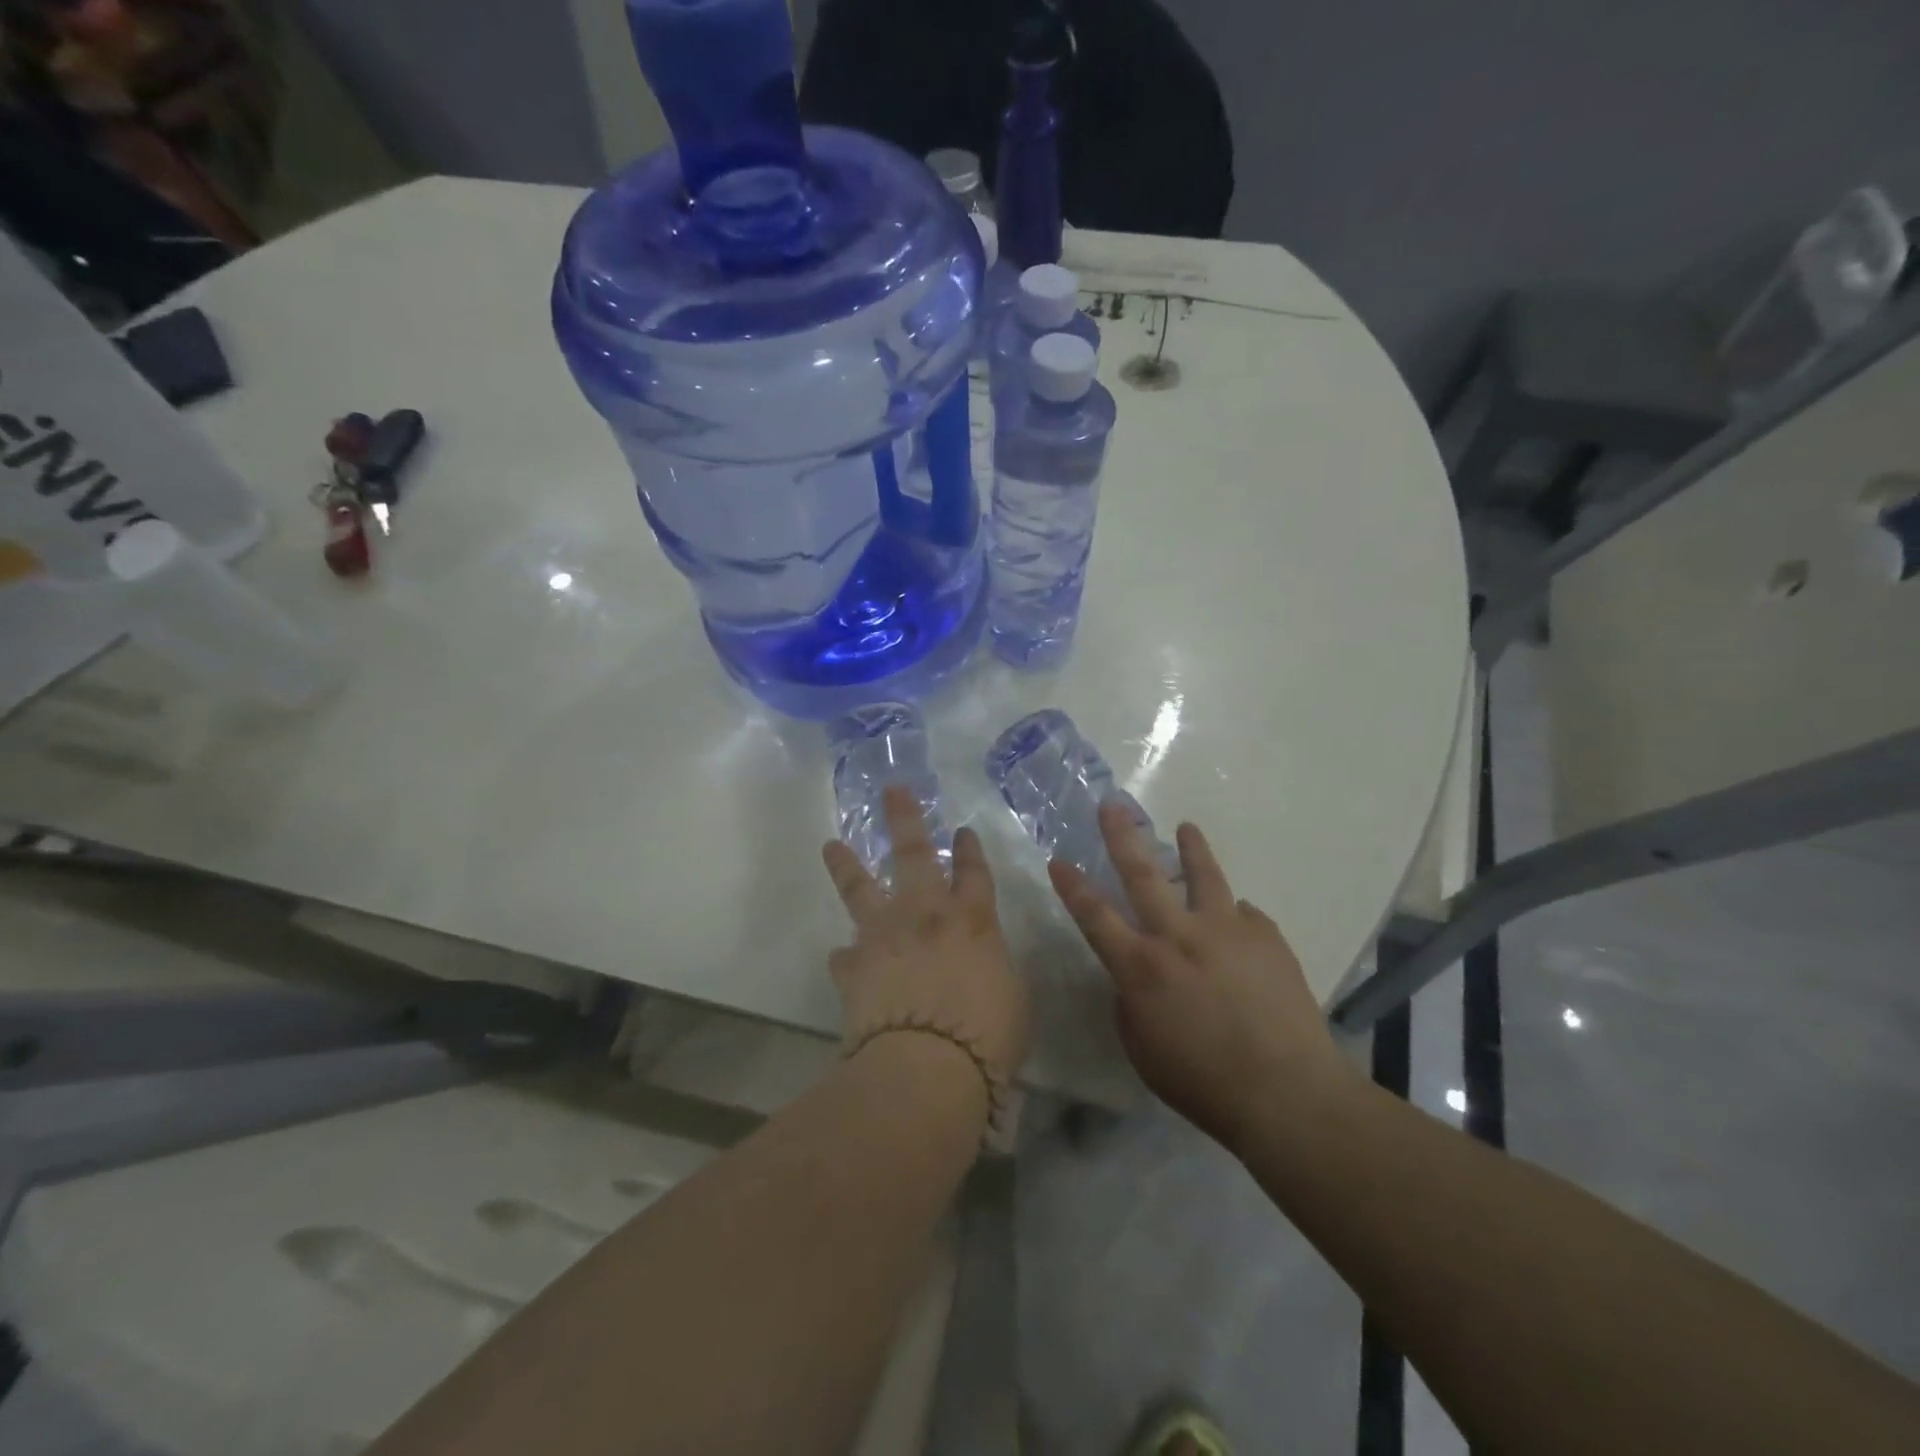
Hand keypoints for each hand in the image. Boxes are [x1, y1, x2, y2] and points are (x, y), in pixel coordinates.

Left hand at [822, 785, 1031, 1115]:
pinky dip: (846, 956)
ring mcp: (885, 938)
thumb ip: (996, 968)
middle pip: (914, 855)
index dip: (970, 850)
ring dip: (847, 865)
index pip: (974, 873)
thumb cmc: (987, 1034)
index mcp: (973, 920)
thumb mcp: (1014, 998)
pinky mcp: (854, 969)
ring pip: (861, 889)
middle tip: (892, 790)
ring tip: (831, 845)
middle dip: (904, 820)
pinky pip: (846, 956)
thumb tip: (984, 963)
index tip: (963, 831)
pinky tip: (842, 957)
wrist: (927, 1065)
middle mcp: (925, 916)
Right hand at [1049, 803, 1353, 1151]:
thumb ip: (1131, 1003)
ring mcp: (1226, 930)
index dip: (1073, 887)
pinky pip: (1244, 916)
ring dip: (1191, 848)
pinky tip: (1237, 925)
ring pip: (1204, 875)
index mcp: (1141, 967)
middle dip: (1122, 836)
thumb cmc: (1203, 1083)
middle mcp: (1179, 936)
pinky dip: (1234, 916)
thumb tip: (1138, 977)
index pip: (1095, 916)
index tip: (1058, 860)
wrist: (1287, 1093)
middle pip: (1143, 874)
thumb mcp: (1143, 1050)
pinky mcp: (1266, 937)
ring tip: (1186, 828)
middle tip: (1112, 805)